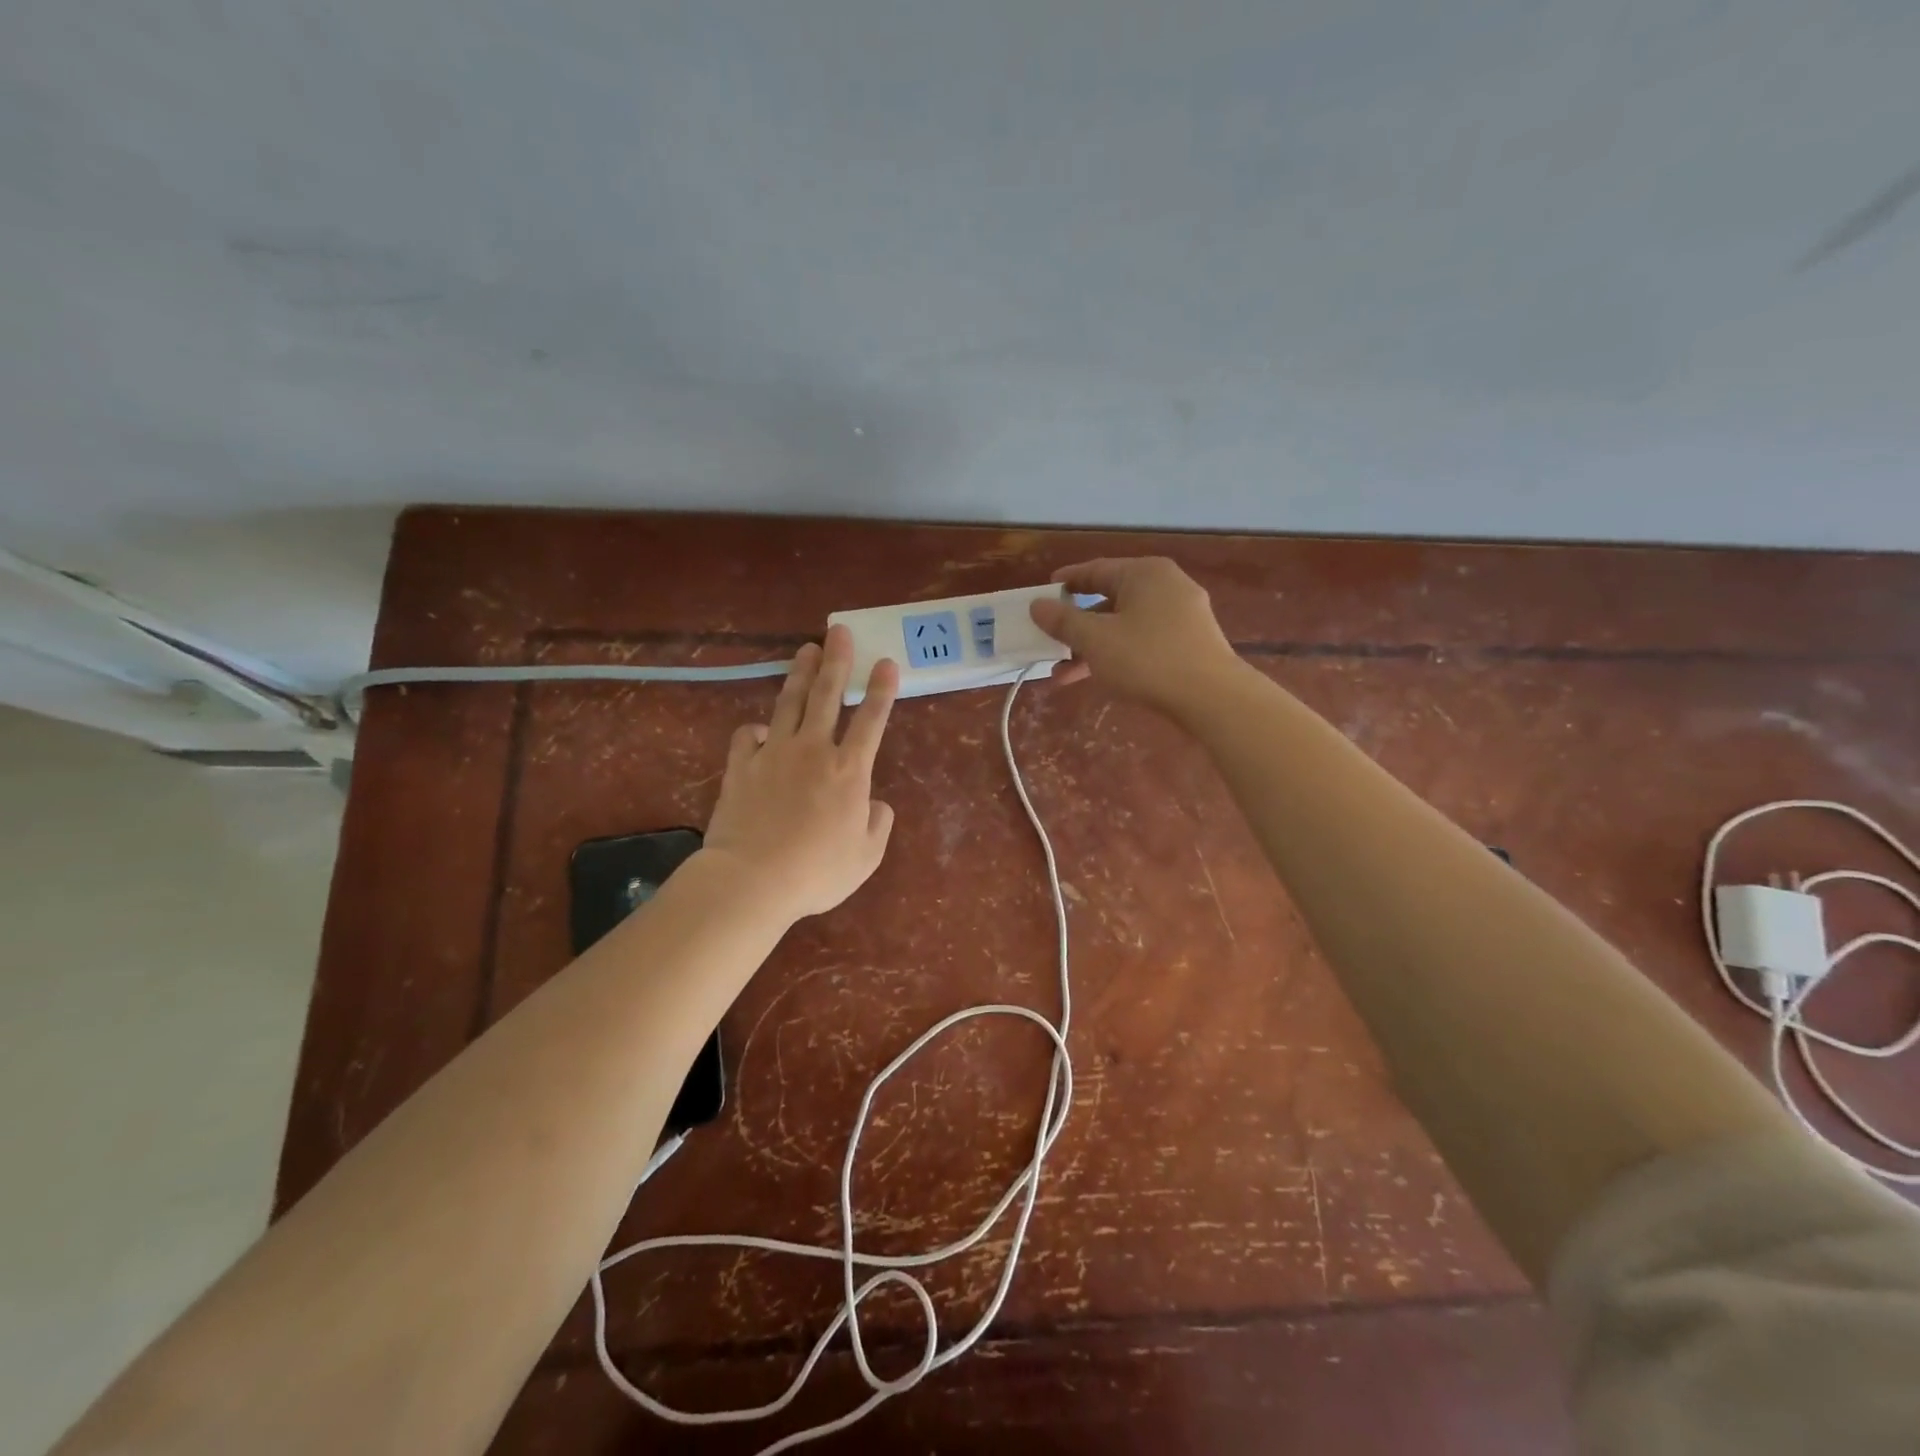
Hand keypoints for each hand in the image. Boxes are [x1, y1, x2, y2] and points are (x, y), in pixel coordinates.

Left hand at [701, 626, 898, 919]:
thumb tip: (877, 804)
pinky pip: (748, 736)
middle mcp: (813, 750)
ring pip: (789, 703)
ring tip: (807, 650)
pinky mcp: (742, 766)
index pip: (871, 720)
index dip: (882, 690)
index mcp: (849, 771)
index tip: (887, 662)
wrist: (752, 880)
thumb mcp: (866, 857)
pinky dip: (756, 729)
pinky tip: (761, 729)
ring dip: (801, 675)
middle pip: (828, 695)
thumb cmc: (816, 872)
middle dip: (838, 661)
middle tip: (840, 631)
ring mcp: (774, 754)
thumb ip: (878, 825)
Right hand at [1029, 557, 1241, 714]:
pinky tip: (1097, 678)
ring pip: (1124, 626)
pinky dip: (1117, 654)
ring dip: (1092, 648)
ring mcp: (1181, 615)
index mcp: (1144, 573)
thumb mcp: (1096, 640)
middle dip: (1075, 626)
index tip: (1042, 595)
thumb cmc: (1147, 658)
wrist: (1211, 697)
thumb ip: (1063, 621)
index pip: (1095, 570)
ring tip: (1062, 675)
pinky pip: (1143, 641)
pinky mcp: (1189, 643)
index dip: (1065, 583)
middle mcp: (1166, 586)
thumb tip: (1037, 605)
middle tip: (1048, 641)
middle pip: (1109, 600)